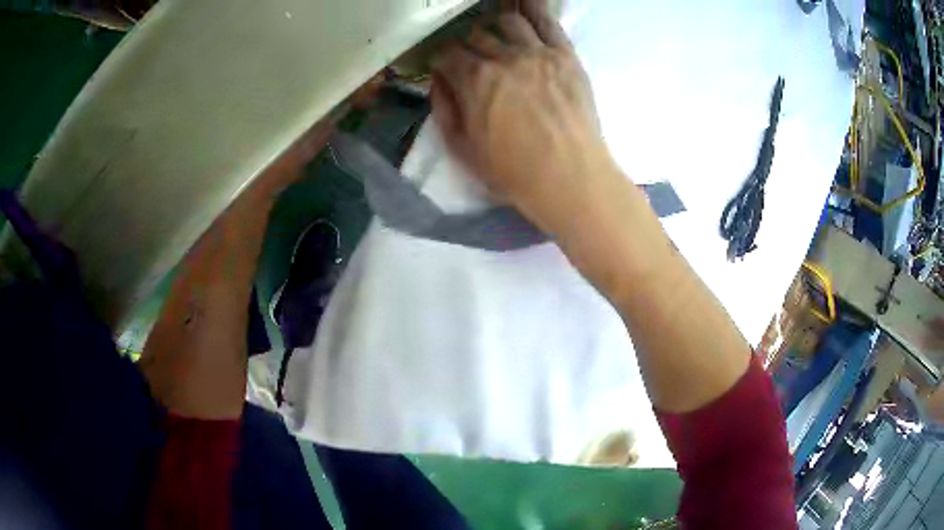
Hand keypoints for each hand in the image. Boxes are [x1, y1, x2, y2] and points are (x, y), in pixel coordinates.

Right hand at [431, 2, 620, 236]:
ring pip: (508, 21)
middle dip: (467, 44)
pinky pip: (547, 20)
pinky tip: (526, 2)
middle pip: (476, 34)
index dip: (440, 58)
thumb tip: (438, 79)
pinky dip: (534, 7)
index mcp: (473, 80)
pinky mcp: (565, 55)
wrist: (570, 178)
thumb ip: (444, 108)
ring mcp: (537, 52)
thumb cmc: (513, 171)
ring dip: (496, 26)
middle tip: (473, 57)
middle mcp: (503, 57)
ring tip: (499, 37)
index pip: (446, 52)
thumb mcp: (462, 148)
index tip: (443, 66)